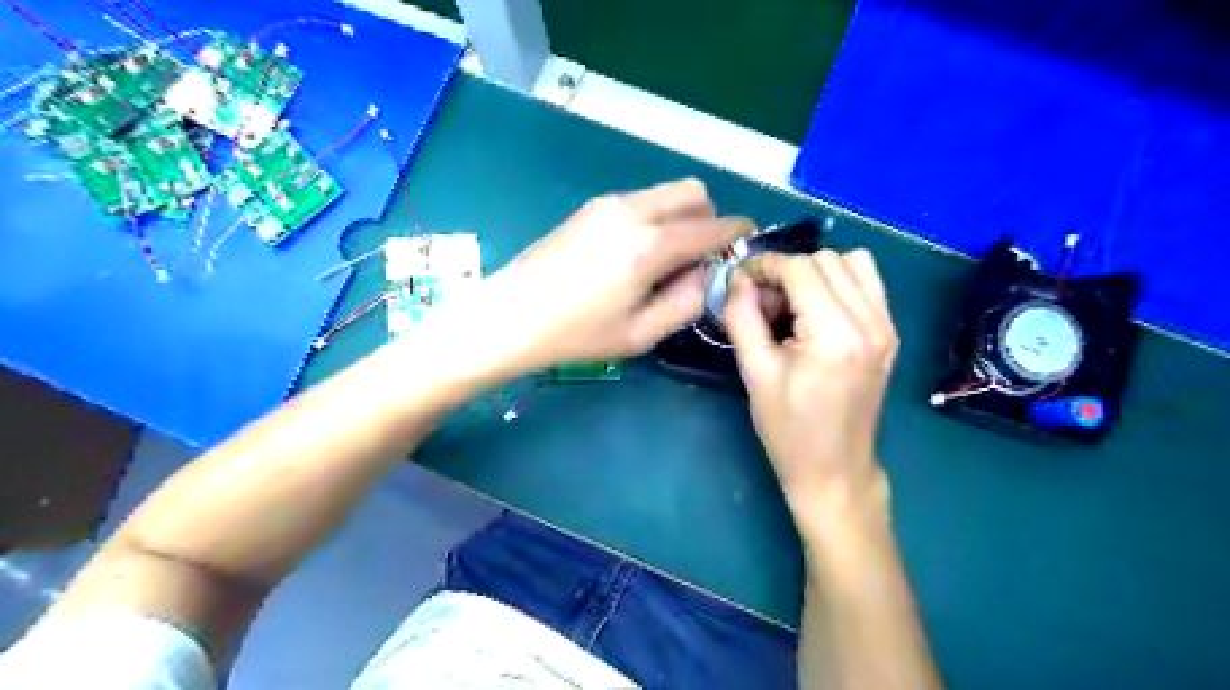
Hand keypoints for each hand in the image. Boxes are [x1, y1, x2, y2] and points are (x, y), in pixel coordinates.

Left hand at [463, 179, 749, 375]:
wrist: (510, 316)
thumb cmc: (576, 334)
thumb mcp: (641, 333)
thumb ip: (688, 301)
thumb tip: (710, 274)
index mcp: (649, 246)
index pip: (712, 226)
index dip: (737, 233)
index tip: (746, 245)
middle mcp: (632, 212)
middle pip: (693, 192)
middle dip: (709, 218)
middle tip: (700, 258)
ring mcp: (608, 204)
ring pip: (666, 192)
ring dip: (681, 217)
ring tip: (665, 261)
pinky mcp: (591, 207)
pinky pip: (641, 200)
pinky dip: (656, 217)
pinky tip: (636, 254)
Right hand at [723, 251, 899, 531]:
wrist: (834, 468)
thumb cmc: (788, 428)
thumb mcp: (754, 372)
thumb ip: (741, 316)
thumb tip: (737, 278)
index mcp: (834, 335)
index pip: (800, 269)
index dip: (764, 266)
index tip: (740, 280)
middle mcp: (870, 322)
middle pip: (825, 259)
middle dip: (787, 271)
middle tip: (764, 303)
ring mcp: (887, 326)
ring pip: (851, 262)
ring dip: (815, 273)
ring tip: (792, 305)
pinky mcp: (890, 333)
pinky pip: (867, 282)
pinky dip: (838, 282)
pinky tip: (817, 311)